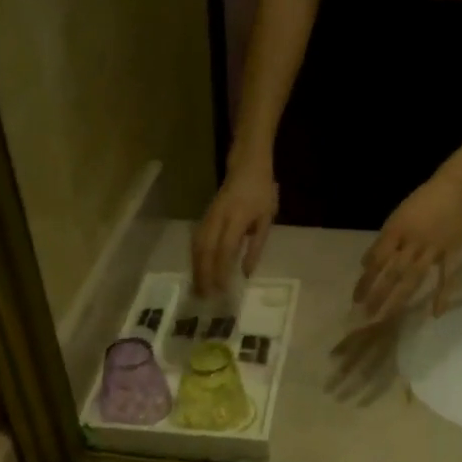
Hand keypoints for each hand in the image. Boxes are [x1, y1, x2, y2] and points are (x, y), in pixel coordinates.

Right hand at [193, 163, 278, 295]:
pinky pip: (196, 241)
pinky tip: (196, 271)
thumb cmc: (262, 192)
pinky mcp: (204, 217)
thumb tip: (246, 273)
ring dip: (196, 269)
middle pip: (205, 250)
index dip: (221, 271)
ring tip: (198, 289)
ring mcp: (208, 217)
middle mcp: (218, 218)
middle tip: (204, 296)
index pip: (225, 249)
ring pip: (197, 246)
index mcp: (237, 218)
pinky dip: (195, 259)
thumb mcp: (266, 219)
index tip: (221, 290)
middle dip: (203, 275)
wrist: (247, 165)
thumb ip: (255, 247)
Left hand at [353, 172, 461, 320]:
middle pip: (392, 272)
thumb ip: (382, 242)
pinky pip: (447, 275)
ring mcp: (432, 248)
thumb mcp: (395, 217)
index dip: (365, 280)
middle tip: (367, 315)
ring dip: (399, 299)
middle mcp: (412, 242)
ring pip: (413, 277)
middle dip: (378, 295)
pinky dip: (442, 294)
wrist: (455, 188)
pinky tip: (435, 313)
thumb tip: (366, 265)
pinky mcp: (451, 252)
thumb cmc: (420, 203)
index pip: (376, 260)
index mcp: (396, 231)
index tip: (356, 299)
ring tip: (388, 317)